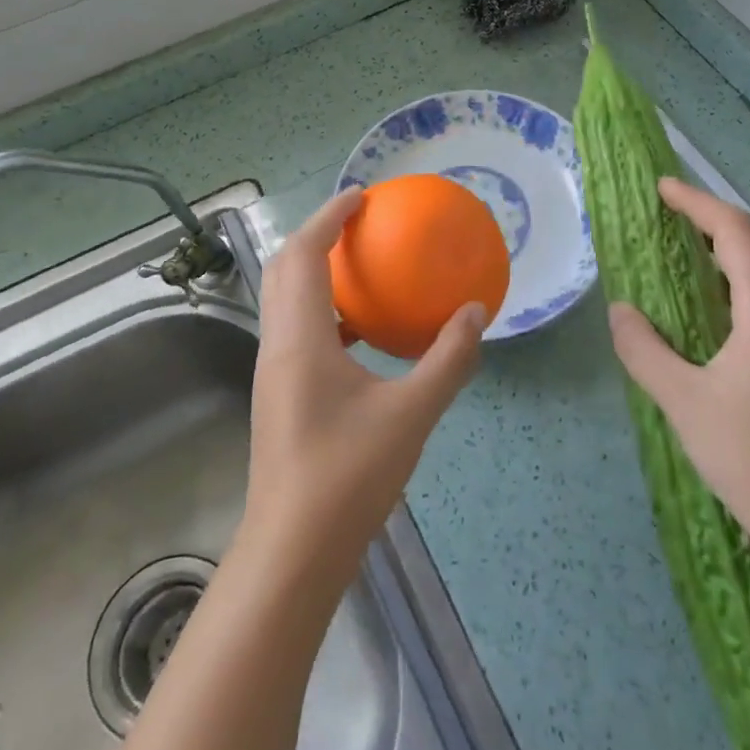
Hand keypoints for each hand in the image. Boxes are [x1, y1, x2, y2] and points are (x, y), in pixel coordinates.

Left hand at [243, 188, 484, 572]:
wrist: (293, 553)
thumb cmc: (349, 478)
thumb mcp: (412, 414)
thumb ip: (448, 359)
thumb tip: (476, 313)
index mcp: (301, 338)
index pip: (303, 254)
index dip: (328, 216)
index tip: (361, 196)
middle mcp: (278, 346)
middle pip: (284, 269)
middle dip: (317, 235)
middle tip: (360, 223)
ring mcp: (274, 372)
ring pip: (286, 300)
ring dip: (316, 272)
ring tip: (361, 267)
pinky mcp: (279, 395)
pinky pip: (297, 330)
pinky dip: (324, 311)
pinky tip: (361, 333)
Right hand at [607, 177, 749, 588]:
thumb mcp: (683, 402)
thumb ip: (644, 349)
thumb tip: (621, 310)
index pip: (736, 234)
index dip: (698, 204)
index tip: (663, 188)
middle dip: (723, 222)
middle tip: (678, 222)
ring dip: (739, 251)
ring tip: (693, 259)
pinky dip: (749, 282)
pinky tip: (719, 313)